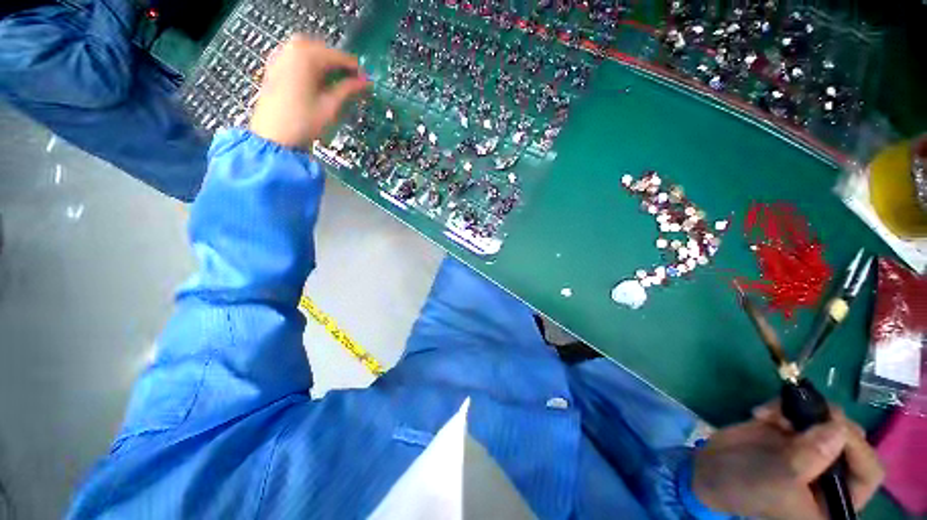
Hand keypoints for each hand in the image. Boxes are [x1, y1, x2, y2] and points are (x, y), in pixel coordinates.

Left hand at [250, 35, 368, 149]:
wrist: (273, 136)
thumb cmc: (303, 122)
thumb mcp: (330, 106)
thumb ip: (347, 90)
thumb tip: (365, 82)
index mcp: (306, 57)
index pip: (337, 56)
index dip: (354, 68)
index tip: (366, 80)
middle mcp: (291, 50)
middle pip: (322, 49)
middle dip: (338, 63)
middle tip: (352, 81)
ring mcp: (280, 56)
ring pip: (308, 50)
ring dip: (323, 62)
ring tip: (336, 81)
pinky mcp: (274, 66)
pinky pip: (295, 56)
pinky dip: (309, 64)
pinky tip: (316, 79)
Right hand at [692, 402, 883, 519]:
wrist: (709, 470)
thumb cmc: (746, 487)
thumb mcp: (778, 479)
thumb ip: (809, 458)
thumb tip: (839, 428)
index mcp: (835, 500)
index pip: (868, 472)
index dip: (858, 449)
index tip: (834, 427)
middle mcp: (832, 474)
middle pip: (852, 441)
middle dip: (829, 422)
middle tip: (805, 410)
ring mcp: (812, 451)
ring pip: (829, 421)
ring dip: (803, 411)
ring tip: (772, 414)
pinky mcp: (793, 433)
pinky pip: (802, 410)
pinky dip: (782, 406)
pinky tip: (762, 413)